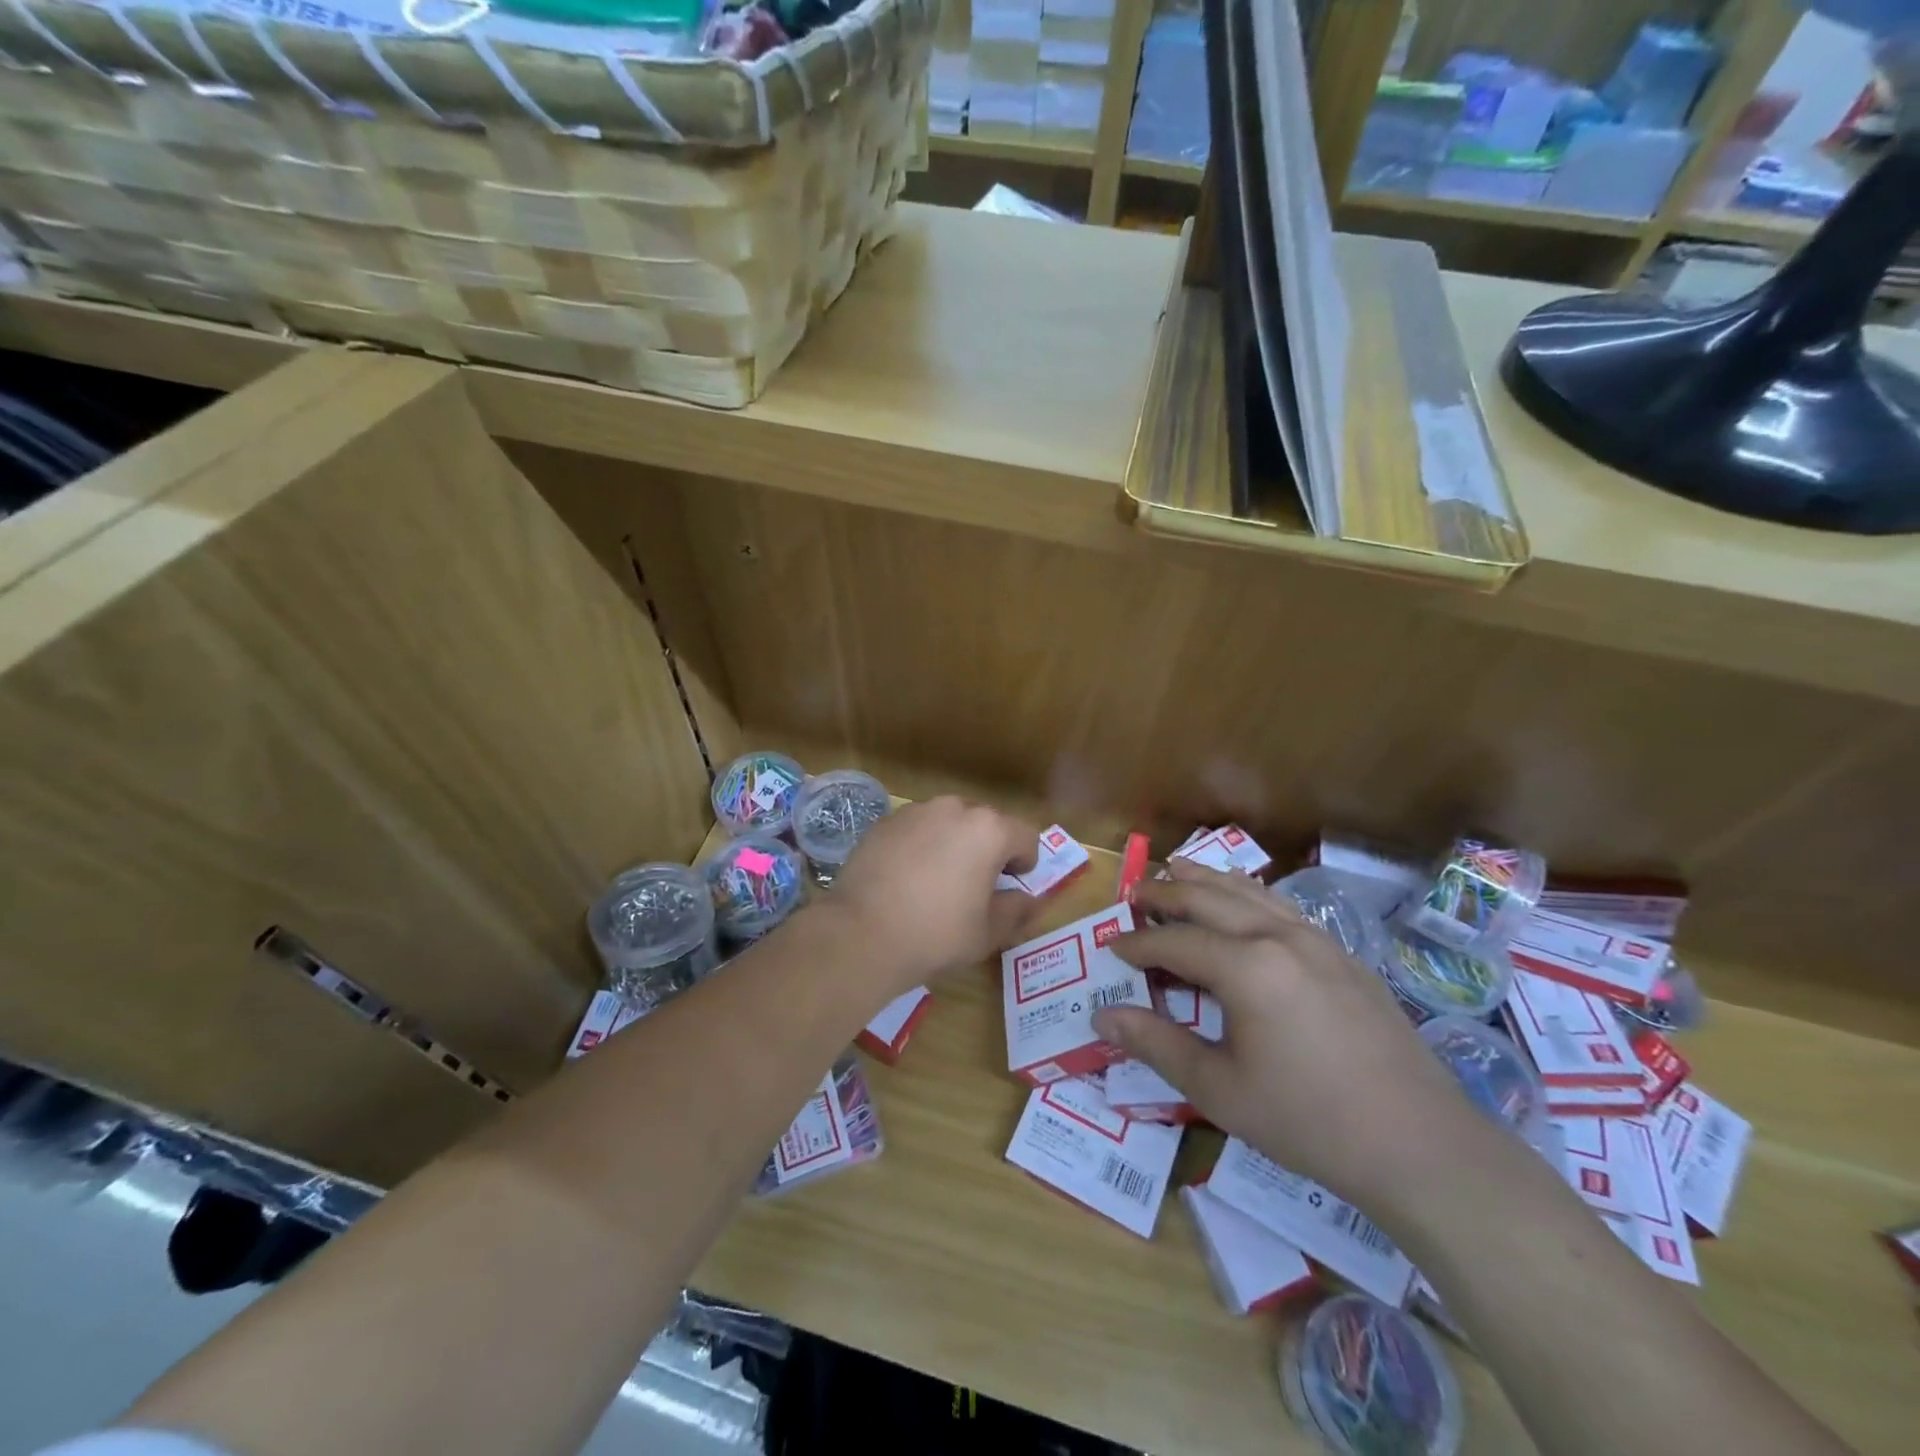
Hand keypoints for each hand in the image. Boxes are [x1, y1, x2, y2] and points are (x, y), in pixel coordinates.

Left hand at [824, 797, 1044, 992]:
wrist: (862, 933)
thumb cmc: (936, 933)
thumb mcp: (988, 932)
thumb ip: (1017, 910)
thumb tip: (1029, 900)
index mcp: (989, 830)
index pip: (1025, 836)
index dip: (1025, 862)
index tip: (1011, 885)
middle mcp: (954, 808)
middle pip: (986, 823)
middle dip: (989, 849)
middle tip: (977, 885)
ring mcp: (916, 811)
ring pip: (949, 822)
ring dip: (954, 843)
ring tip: (939, 880)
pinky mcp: (885, 821)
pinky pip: (917, 829)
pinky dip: (921, 845)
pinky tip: (907, 878)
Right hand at [1092, 862, 1485, 1213]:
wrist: (1420, 1145)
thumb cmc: (1308, 1120)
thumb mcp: (1219, 1089)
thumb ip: (1156, 1044)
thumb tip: (1102, 1016)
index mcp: (1246, 967)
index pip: (1175, 941)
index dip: (1137, 944)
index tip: (1110, 947)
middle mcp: (1279, 937)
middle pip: (1209, 899)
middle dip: (1166, 893)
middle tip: (1134, 894)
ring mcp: (1317, 940)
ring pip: (1249, 892)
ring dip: (1207, 880)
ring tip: (1176, 870)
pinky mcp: (1342, 954)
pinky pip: (1282, 906)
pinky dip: (1249, 892)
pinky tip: (1243, 897)